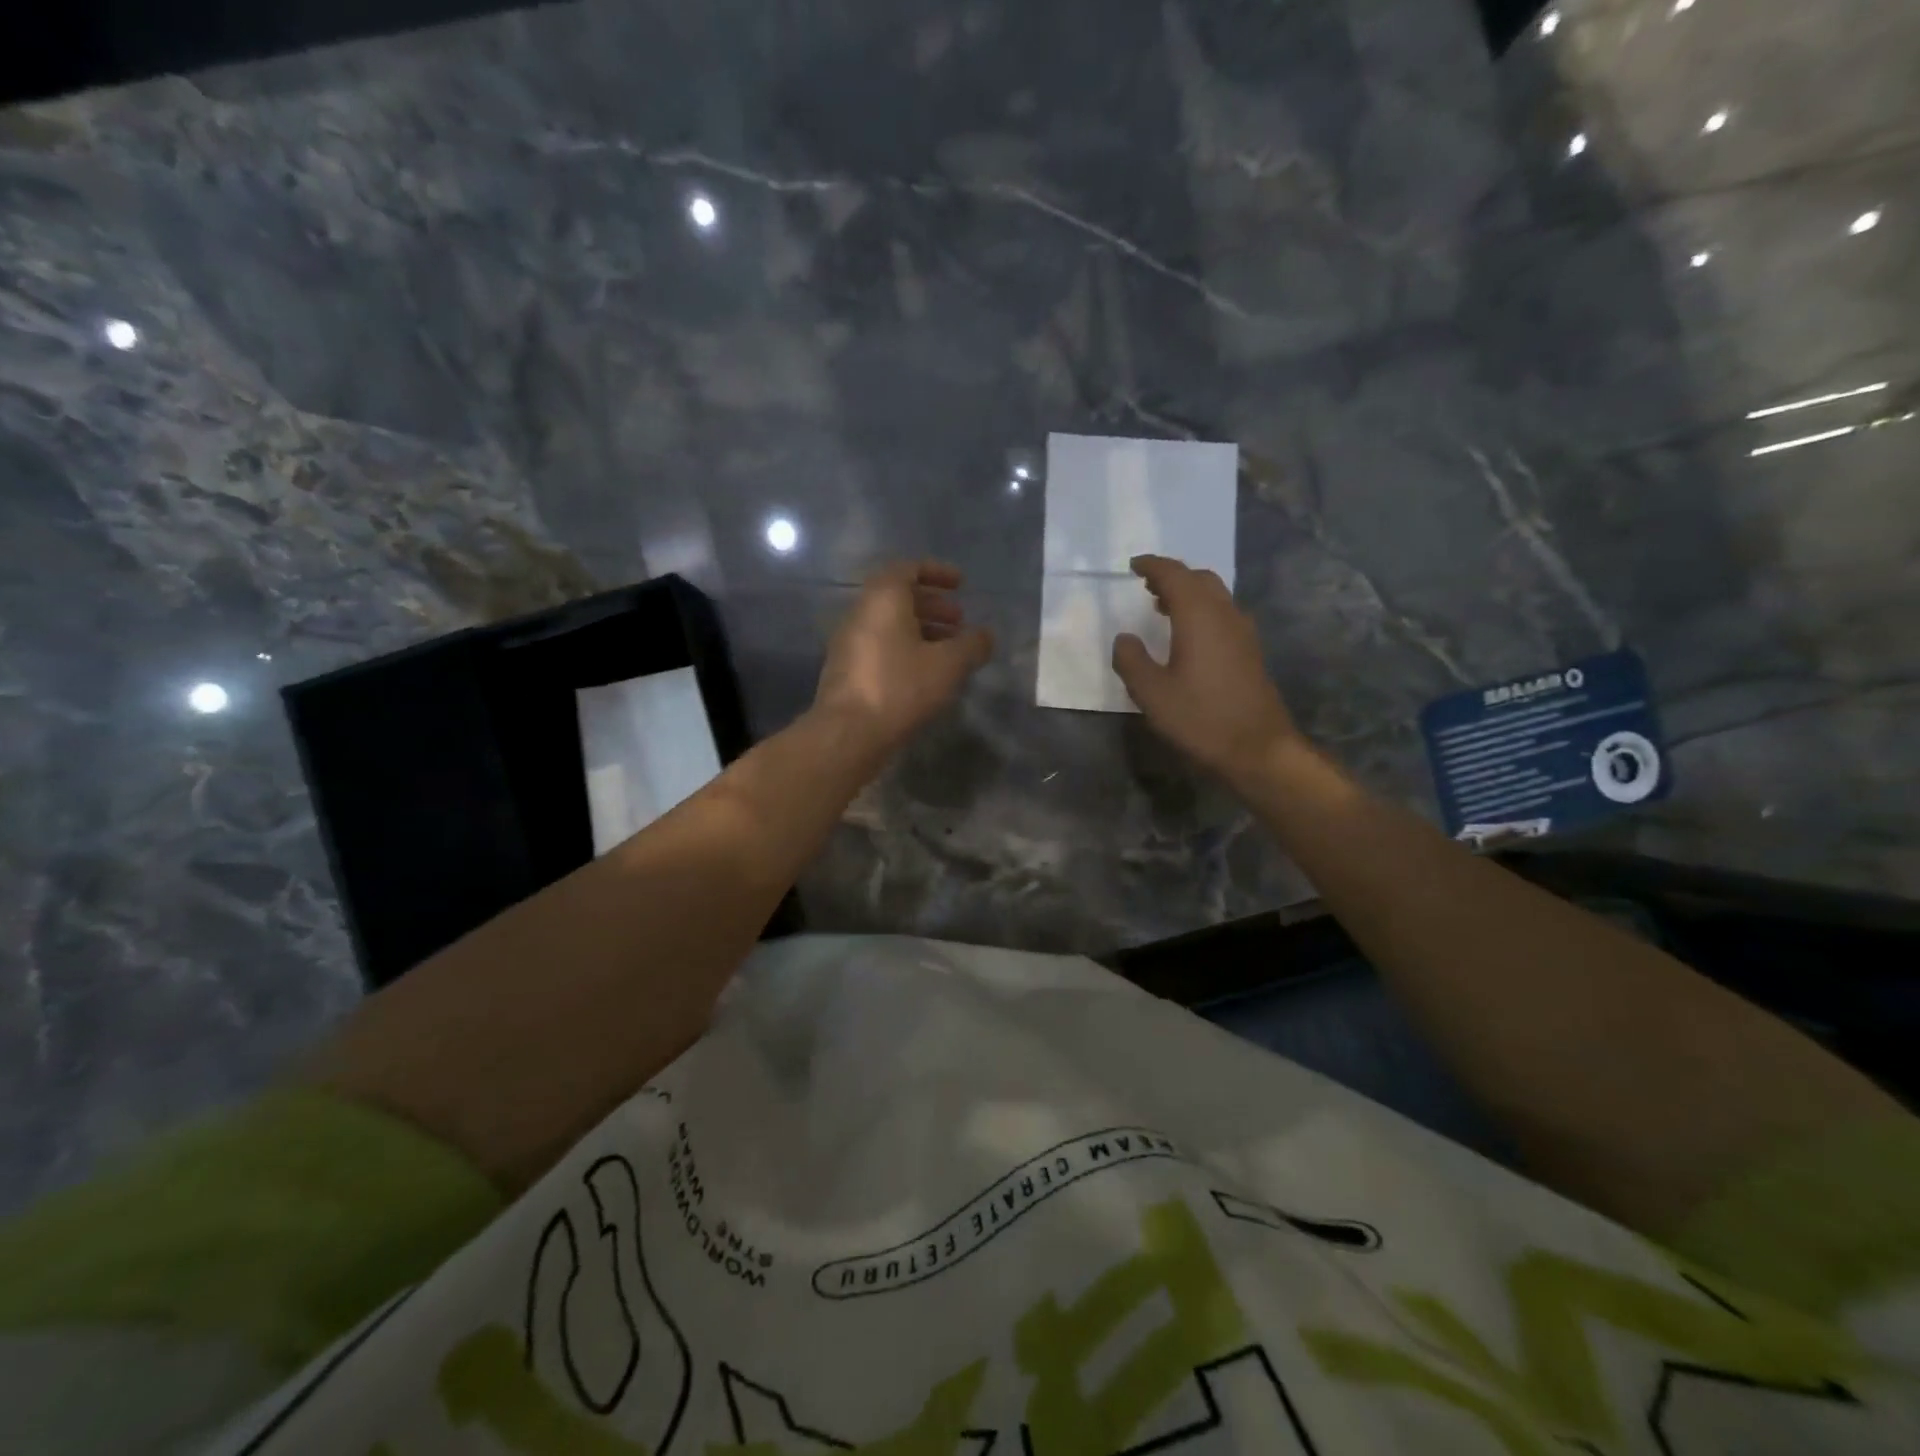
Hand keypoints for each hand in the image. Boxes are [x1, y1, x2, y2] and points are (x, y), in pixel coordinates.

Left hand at [813, 560, 993, 755]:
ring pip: (889, 625)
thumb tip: (986, 636)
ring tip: (949, 651)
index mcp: (883, 599)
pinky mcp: (846, 670)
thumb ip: (972, 645)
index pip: (908, 568)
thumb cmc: (900, 687)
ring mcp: (849, 643)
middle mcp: (860, 613)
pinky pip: (880, 647)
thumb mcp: (949, 665)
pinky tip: (926, 675)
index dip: (937, 573)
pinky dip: (905, 650)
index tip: (961, 585)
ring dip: (921, 631)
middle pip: (898, 597)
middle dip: (933, 605)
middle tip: (960, 621)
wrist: (848, 733)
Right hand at [1111, 555, 1302, 783]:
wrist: (1258, 748)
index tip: (1133, 565)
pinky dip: (1202, 610)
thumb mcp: (1151, 693)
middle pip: (1200, 579)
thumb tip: (1124, 638)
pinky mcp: (1250, 651)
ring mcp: (1243, 632)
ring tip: (1162, 606)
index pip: (1175, 575)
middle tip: (1147, 584)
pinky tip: (1188, 634)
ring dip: (1189, 593)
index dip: (1153, 566)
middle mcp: (1225, 615)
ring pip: (1215, 596)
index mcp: (1199, 616)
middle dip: (1173, 576)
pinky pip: (1223, 614)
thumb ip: (1132, 660)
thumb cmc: (1200, 718)